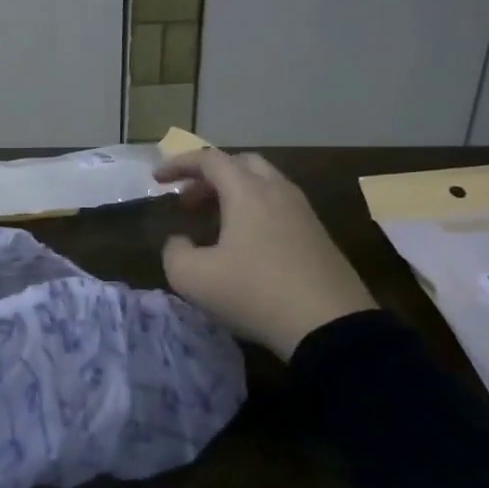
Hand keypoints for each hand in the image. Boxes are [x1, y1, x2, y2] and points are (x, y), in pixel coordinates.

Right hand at [154, 149, 375, 360]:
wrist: (331, 327)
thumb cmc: (254, 292)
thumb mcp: (193, 278)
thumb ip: (174, 252)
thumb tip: (180, 242)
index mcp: (247, 191)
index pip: (209, 160)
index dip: (179, 164)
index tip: (157, 179)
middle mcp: (278, 192)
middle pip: (242, 164)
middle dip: (210, 176)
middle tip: (188, 200)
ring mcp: (304, 214)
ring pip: (265, 186)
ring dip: (234, 194)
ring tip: (213, 222)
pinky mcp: (320, 238)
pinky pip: (281, 209)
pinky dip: (255, 212)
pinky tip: (245, 244)